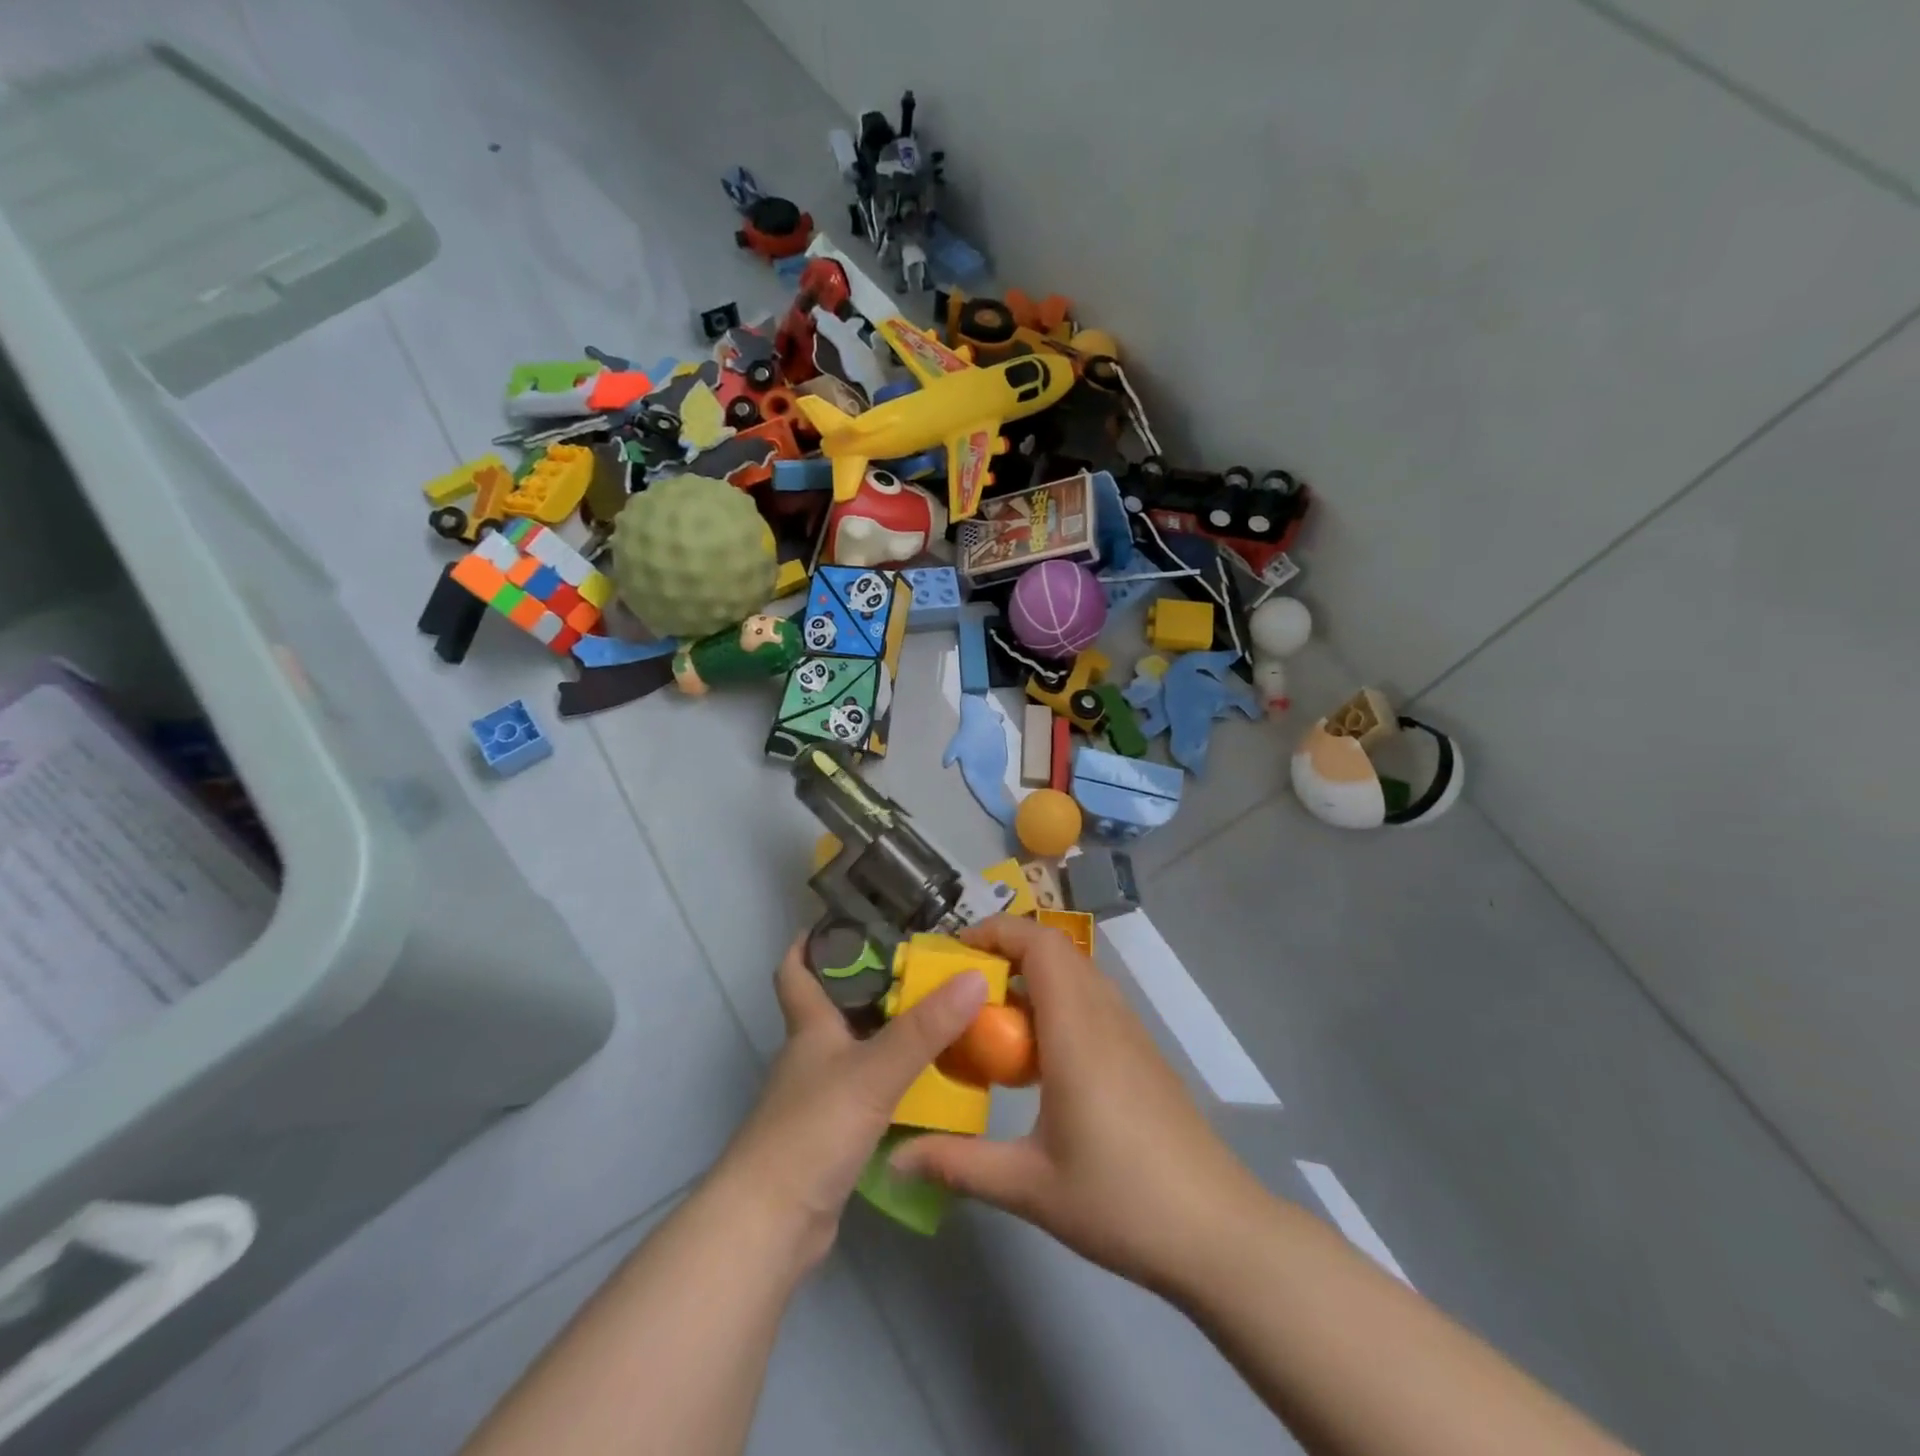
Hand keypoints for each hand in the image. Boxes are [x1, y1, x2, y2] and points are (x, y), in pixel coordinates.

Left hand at [711, 934, 987, 1273]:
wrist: (773, 1225)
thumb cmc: (812, 1130)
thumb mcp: (874, 1071)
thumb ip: (925, 1028)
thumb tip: (974, 976)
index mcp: (809, 1028)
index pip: (796, 971)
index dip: (810, 943)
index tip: (842, 920)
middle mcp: (811, 1056)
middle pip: (836, 1007)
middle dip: (874, 984)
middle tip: (926, 968)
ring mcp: (820, 1098)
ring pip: (857, 1050)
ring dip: (891, 1034)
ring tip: (942, 1018)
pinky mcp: (833, 1135)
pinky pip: (870, 1091)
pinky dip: (897, 1080)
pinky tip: (931, 1082)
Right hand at [890, 916, 1259, 1292]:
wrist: (1217, 1231)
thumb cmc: (1120, 1201)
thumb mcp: (1029, 1186)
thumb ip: (959, 1163)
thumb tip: (895, 1156)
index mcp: (1076, 1030)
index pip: (1039, 944)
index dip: (996, 932)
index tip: (954, 953)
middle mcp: (1105, 1015)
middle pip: (1056, 949)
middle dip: (1006, 950)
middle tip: (963, 986)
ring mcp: (1130, 1031)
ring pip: (1077, 972)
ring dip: (1033, 975)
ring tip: (993, 1017)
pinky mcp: (1142, 1051)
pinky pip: (1092, 999)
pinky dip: (1057, 1000)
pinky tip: (1039, 1055)